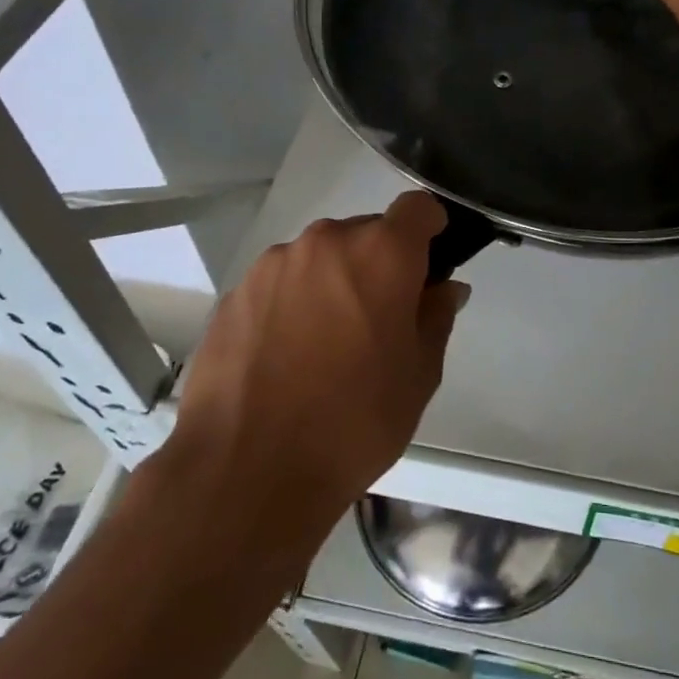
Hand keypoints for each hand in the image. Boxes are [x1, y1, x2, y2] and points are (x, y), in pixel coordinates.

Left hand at [161, 192, 467, 536]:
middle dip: (381, 263)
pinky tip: (286, 357)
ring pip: (321, 257)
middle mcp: (326, 242)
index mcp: (381, 253)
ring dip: (334, 281)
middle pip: (367, 232)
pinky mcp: (235, 292)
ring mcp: (274, 264)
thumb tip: (443, 289)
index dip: (431, 228)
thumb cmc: (353, 421)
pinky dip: (294, 302)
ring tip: (326, 345)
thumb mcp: (419, 375)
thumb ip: (436, 317)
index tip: (430, 265)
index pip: (418, 208)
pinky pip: (282, 282)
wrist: (247, 470)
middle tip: (380, 320)